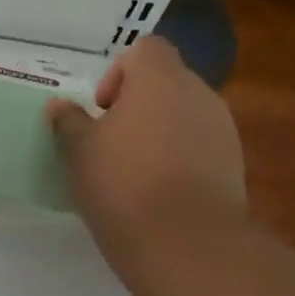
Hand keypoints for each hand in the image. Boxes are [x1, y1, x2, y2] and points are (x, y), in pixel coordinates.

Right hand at [46, 37, 245, 279]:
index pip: (146, 49)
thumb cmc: (124, 184)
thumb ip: (69, 122)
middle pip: (167, 82)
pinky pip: (200, 146)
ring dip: (160, 131)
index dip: (119, 72)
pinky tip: (158, 192)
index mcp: (161, 79)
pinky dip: (180, 158)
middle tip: (111, 141)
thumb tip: (59, 106)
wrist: (187, 246)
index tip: (102, 108)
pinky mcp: (234, 166)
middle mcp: (199, 94)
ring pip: (185, 115)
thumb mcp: (79, 152)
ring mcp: (223, 131)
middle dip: (138, 105)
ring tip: (134, 169)